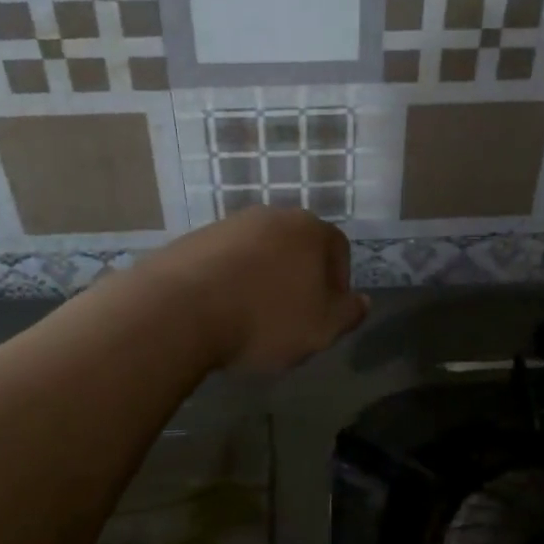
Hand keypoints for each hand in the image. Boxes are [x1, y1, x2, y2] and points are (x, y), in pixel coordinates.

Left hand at [140, 207, 369, 372]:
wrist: (180, 309)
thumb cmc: (265, 318)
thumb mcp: (322, 328)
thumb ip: (350, 313)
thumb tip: (363, 301)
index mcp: (309, 229)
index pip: (338, 249)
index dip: (337, 283)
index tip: (324, 315)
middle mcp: (271, 216)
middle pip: (296, 247)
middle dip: (298, 279)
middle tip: (290, 317)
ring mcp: (229, 224)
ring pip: (259, 252)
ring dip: (262, 279)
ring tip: (250, 317)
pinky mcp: (194, 239)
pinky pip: (225, 261)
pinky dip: (229, 281)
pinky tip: (220, 311)